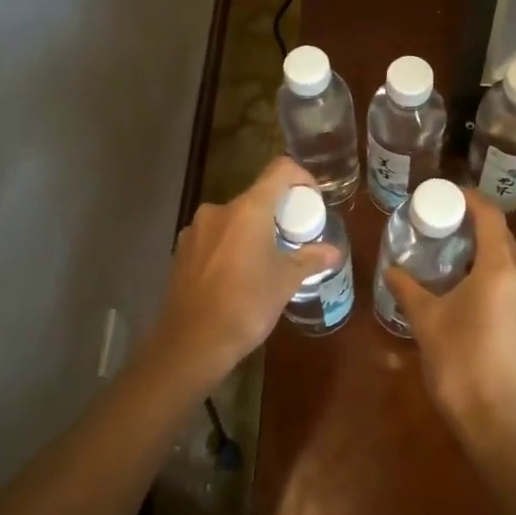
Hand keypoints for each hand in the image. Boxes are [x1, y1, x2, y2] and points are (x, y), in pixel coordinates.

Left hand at [147, 156, 342, 388]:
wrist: (191, 344)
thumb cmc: (246, 305)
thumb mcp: (285, 282)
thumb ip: (310, 259)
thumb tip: (334, 251)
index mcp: (248, 209)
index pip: (280, 170)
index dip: (301, 177)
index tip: (312, 200)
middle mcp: (219, 210)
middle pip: (256, 197)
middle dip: (277, 213)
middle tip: (293, 239)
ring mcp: (195, 230)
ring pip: (233, 219)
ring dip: (252, 231)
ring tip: (265, 260)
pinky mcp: (181, 251)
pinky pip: (214, 237)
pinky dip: (230, 246)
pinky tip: (236, 276)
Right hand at [383, 189, 515, 464]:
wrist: (501, 425)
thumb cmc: (461, 365)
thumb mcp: (427, 323)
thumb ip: (408, 290)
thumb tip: (391, 270)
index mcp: (500, 270)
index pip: (490, 216)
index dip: (469, 199)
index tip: (445, 195)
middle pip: (502, 236)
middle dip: (474, 224)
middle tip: (441, 224)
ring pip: (509, 261)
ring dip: (483, 250)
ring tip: (450, 254)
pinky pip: (513, 283)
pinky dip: (491, 273)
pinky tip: (467, 289)